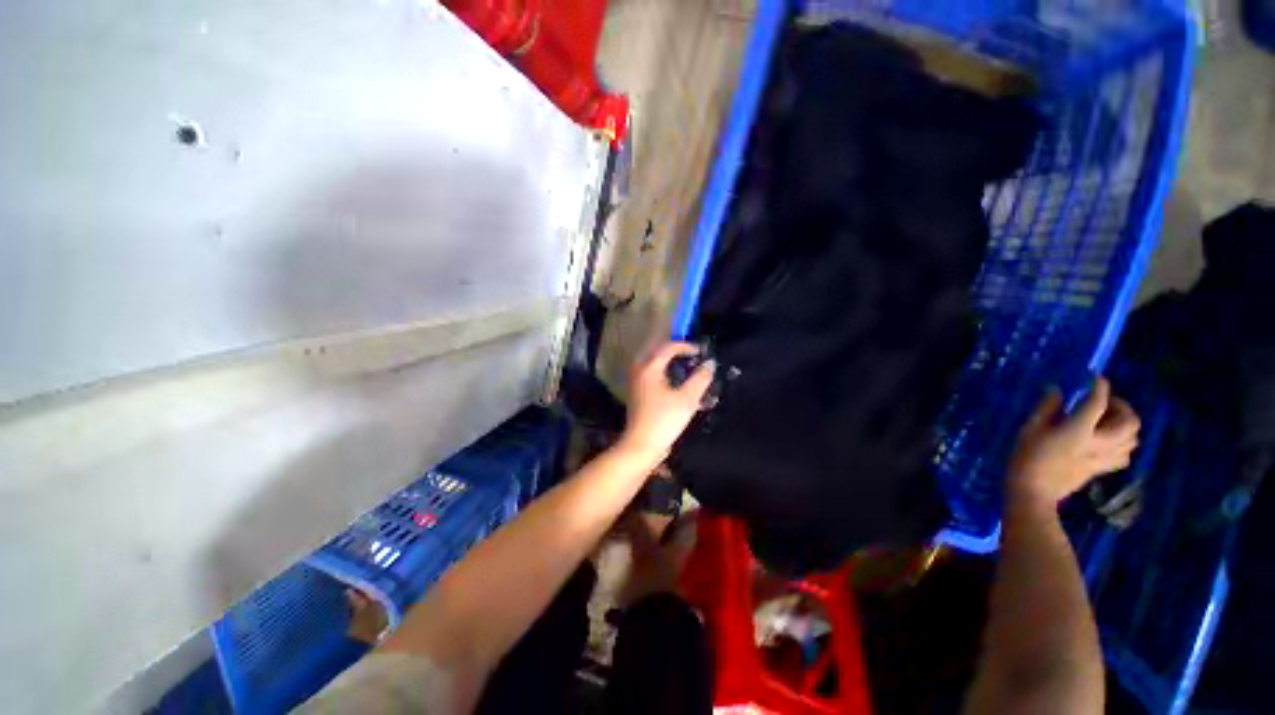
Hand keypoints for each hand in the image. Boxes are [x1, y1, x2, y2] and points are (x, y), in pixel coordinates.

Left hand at [619, 341, 715, 461]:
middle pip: (659, 352)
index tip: (702, 352)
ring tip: (688, 370)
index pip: (668, 347)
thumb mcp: (687, 398)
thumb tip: (710, 364)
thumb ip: (700, 378)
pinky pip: (652, 376)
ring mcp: (636, 382)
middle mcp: (639, 370)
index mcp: (650, 367)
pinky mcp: (636, 393)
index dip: (687, 347)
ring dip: (671, 364)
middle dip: (677, 353)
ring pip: (655, 364)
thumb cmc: (664, 420)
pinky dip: (665, 375)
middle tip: (693, 357)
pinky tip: (678, 386)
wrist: (641, 445)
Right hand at [1008, 377, 1139, 509]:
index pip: (1098, 403)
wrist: (1033, 491)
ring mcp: (1103, 458)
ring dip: (1126, 425)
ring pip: (1132, 439)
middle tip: (1107, 401)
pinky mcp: (1102, 469)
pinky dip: (1124, 444)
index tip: (1095, 377)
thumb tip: (1058, 390)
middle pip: (1129, 422)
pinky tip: (1109, 441)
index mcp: (1078, 430)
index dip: (1099, 387)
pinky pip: (1125, 455)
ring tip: (1109, 420)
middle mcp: (1098, 443)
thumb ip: (1046, 408)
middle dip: (1123, 407)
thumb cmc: (1026, 456)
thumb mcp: (1029, 428)